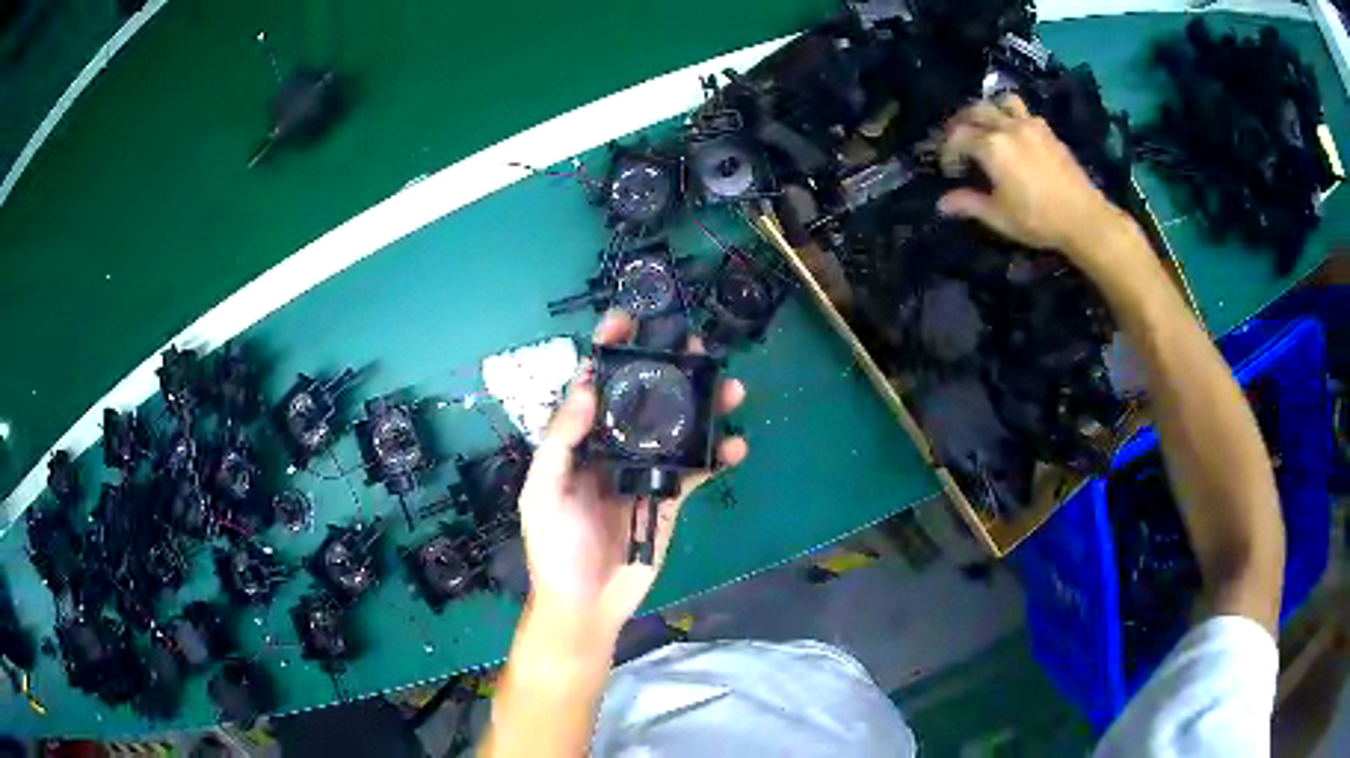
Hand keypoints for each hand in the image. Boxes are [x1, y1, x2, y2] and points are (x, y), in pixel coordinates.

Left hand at [516, 311, 747, 637]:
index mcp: (577, 443)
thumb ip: (561, 441)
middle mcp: (612, 449)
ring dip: (703, 407)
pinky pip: (697, 470)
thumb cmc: (554, 548)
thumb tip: (587, 387)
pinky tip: (736, 445)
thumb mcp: (543, 493)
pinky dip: (718, 456)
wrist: (586, 602)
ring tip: (728, 387)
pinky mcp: (670, 497)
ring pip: (676, 429)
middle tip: (693, 347)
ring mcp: (644, 472)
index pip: (593, 388)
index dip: (606, 352)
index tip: (625, 321)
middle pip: (643, 400)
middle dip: (667, 370)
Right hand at [937, 95, 1143, 279]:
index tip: (949, 168)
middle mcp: (1007, 127)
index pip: (957, 136)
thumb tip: (942, 203)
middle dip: (961, 123)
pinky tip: (1015, 136)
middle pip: (974, 110)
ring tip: (987, 127)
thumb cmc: (1037, 220)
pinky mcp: (1048, 131)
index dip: (948, 150)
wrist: (1084, 218)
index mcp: (991, 147)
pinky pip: (1023, 112)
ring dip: (989, 110)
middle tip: (959, 141)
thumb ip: (969, 203)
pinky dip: (1012, 117)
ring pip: (1001, 102)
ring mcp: (1030, 125)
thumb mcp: (999, 216)